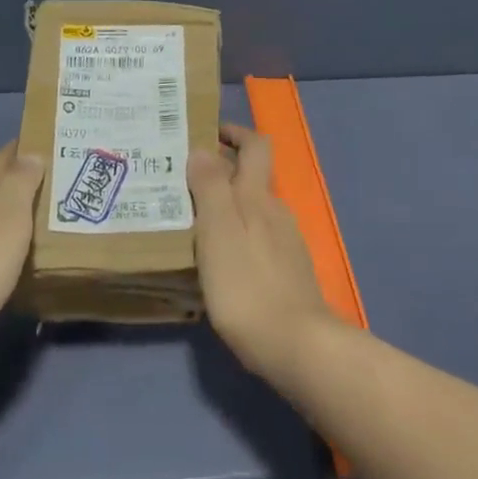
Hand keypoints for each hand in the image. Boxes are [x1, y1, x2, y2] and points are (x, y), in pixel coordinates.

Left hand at [0, 142, 41, 364]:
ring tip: (35, 231)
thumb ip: (20, 184)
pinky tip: (3, 269)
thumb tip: (30, 152)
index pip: (0, 161)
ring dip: (4, 222)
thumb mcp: (8, 219)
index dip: (20, 149)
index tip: (44, 141)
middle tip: (52, 189)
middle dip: (16, 185)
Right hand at [190, 124, 340, 379]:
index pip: (255, 146)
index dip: (235, 133)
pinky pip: (257, 240)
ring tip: (190, 222)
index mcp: (258, 196)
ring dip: (225, 208)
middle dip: (220, 173)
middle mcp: (276, 211)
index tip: (207, 133)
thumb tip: (203, 148)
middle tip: (181, 183)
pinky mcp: (287, 273)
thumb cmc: (248, 284)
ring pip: (252, 211)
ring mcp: (286, 243)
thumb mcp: (219, 231)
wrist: (297, 345)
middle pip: (251, 178)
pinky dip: (236, 237)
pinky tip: (217, 260)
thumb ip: (211, 187)